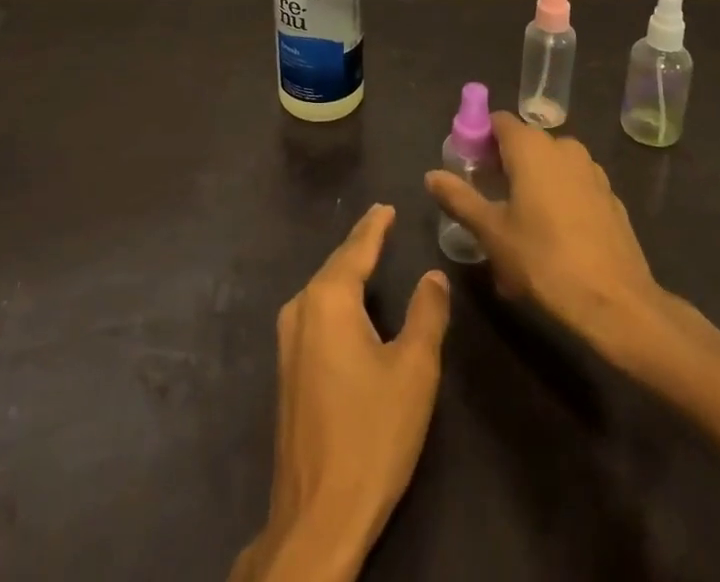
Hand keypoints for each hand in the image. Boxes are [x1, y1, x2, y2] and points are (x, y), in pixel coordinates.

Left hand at [232, 205, 450, 581]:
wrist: (317, 513)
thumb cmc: (371, 434)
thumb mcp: (414, 371)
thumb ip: (426, 314)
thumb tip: (433, 275)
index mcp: (328, 299)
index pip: (356, 248)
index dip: (374, 226)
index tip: (386, 206)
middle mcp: (301, 308)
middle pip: (335, 265)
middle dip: (359, 244)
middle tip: (382, 224)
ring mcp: (287, 340)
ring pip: (322, 290)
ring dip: (346, 271)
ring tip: (369, 256)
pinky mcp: (286, 368)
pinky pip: (315, 313)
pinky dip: (336, 298)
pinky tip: (349, 305)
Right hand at [425, 113, 719, 386]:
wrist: (617, 303)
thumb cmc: (544, 261)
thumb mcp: (491, 232)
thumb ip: (460, 198)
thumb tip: (431, 175)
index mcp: (532, 147)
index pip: (498, 121)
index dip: (479, 138)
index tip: (467, 167)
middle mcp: (563, 147)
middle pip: (524, 144)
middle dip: (503, 166)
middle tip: (488, 201)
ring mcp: (592, 171)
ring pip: (550, 167)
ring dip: (531, 185)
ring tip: (518, 226)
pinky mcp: (610, 197)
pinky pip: (573, 187)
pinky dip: (557, 200)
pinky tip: (552, 238)